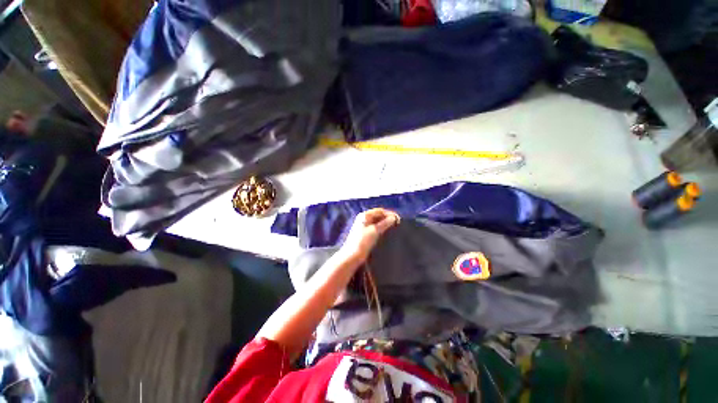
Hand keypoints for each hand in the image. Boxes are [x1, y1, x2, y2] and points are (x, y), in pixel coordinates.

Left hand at [340, 208, 399, 263]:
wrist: (352, 256)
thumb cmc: (363, 241)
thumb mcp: (375, 231)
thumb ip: (385, 223)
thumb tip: (394, 218)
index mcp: (365, 215)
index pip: (379, 211)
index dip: (389, 214)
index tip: (398, 219)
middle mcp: (364, 219)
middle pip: (378, 215)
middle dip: (388, 218)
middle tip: (398, 224)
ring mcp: (364, 226)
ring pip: (377, 222)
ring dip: (386, 223)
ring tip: (394, 228)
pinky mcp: (365, 234)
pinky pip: (375, 228)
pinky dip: (382, 228)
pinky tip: (387, 232)